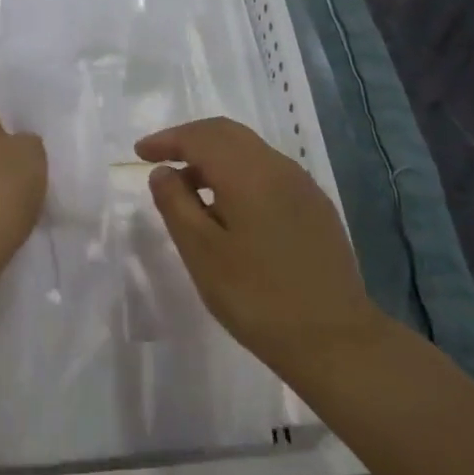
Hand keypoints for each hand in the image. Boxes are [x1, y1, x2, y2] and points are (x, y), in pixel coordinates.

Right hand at [135, 117, 387, 374]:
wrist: (334, 340)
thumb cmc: (256, 297)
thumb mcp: (201, 252)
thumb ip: (175, 204)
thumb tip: (162, 171)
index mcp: (248, 173)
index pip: (200, 137)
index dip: (167, 140)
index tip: (139, 153)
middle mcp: (278, 167)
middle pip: (227, 134)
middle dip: (190, 140)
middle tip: (160, 159)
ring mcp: (302, 186)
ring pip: (250, 151)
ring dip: (214, 157)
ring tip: (188, 188)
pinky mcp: (315, 207)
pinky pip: (268, 172)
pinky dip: (238, 174)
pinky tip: (228, 207)